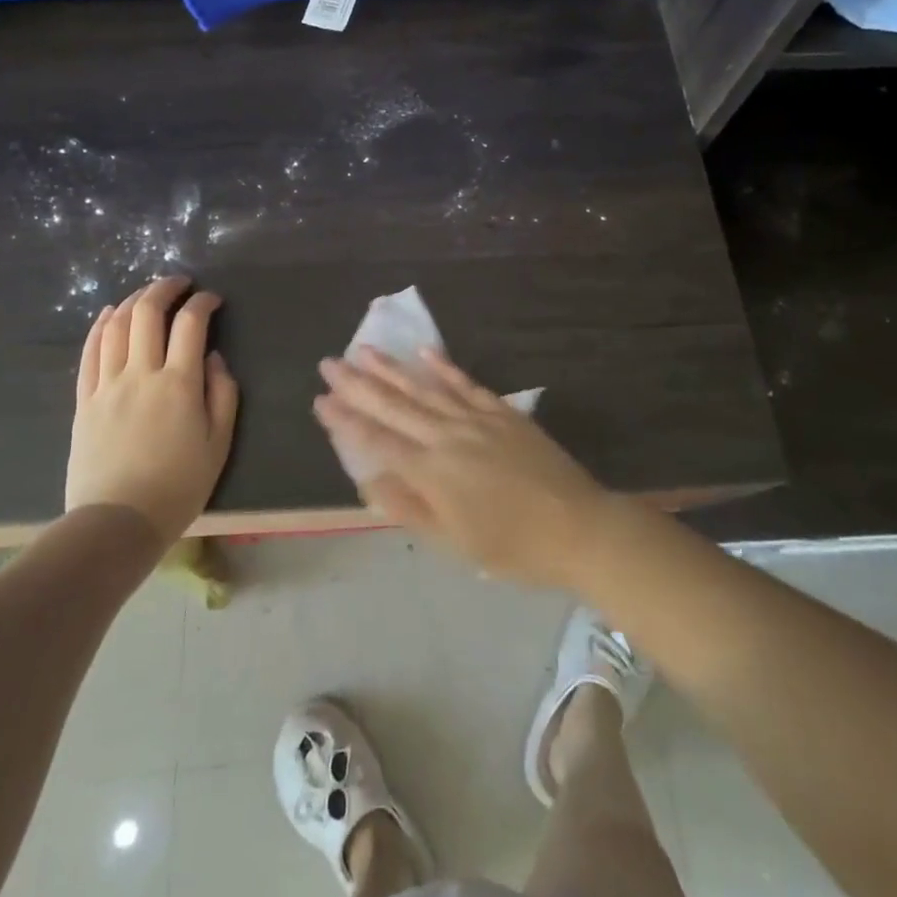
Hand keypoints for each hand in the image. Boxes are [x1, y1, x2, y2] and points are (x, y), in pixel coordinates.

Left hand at [65, 277, 238, 545]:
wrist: (117, 523)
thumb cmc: (178, 487)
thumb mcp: (219, 444)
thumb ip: (223, 394)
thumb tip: (213, 358)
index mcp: (179, 384)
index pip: (191, 324)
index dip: (203, 303)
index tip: (213, 299)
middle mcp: (141, 373)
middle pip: (147, 313)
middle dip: (165, 288)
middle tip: (180, 283)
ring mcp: (107, 385)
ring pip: (116, 325)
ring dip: (133, 300)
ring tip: (147, 295)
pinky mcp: (84, 400)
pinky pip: (89, 352)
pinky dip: (100, 326)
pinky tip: (109, 315)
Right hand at [313, 347, 609, 588]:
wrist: (576, 527)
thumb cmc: (511, 547)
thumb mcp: (453, 543)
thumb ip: (408, 507)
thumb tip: (368, 479)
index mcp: (431, 471)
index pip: (377, 439)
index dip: (346, 420)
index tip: (320, 400)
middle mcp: (446, 436)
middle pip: (394, 405)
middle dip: (357, 384)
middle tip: (328, 363)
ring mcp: (475, 418)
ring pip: (424, 387)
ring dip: (390, 368)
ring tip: (362, 349)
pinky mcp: (501, 411)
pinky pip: (465, 383)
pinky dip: (443, 365)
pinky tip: (424, 351)